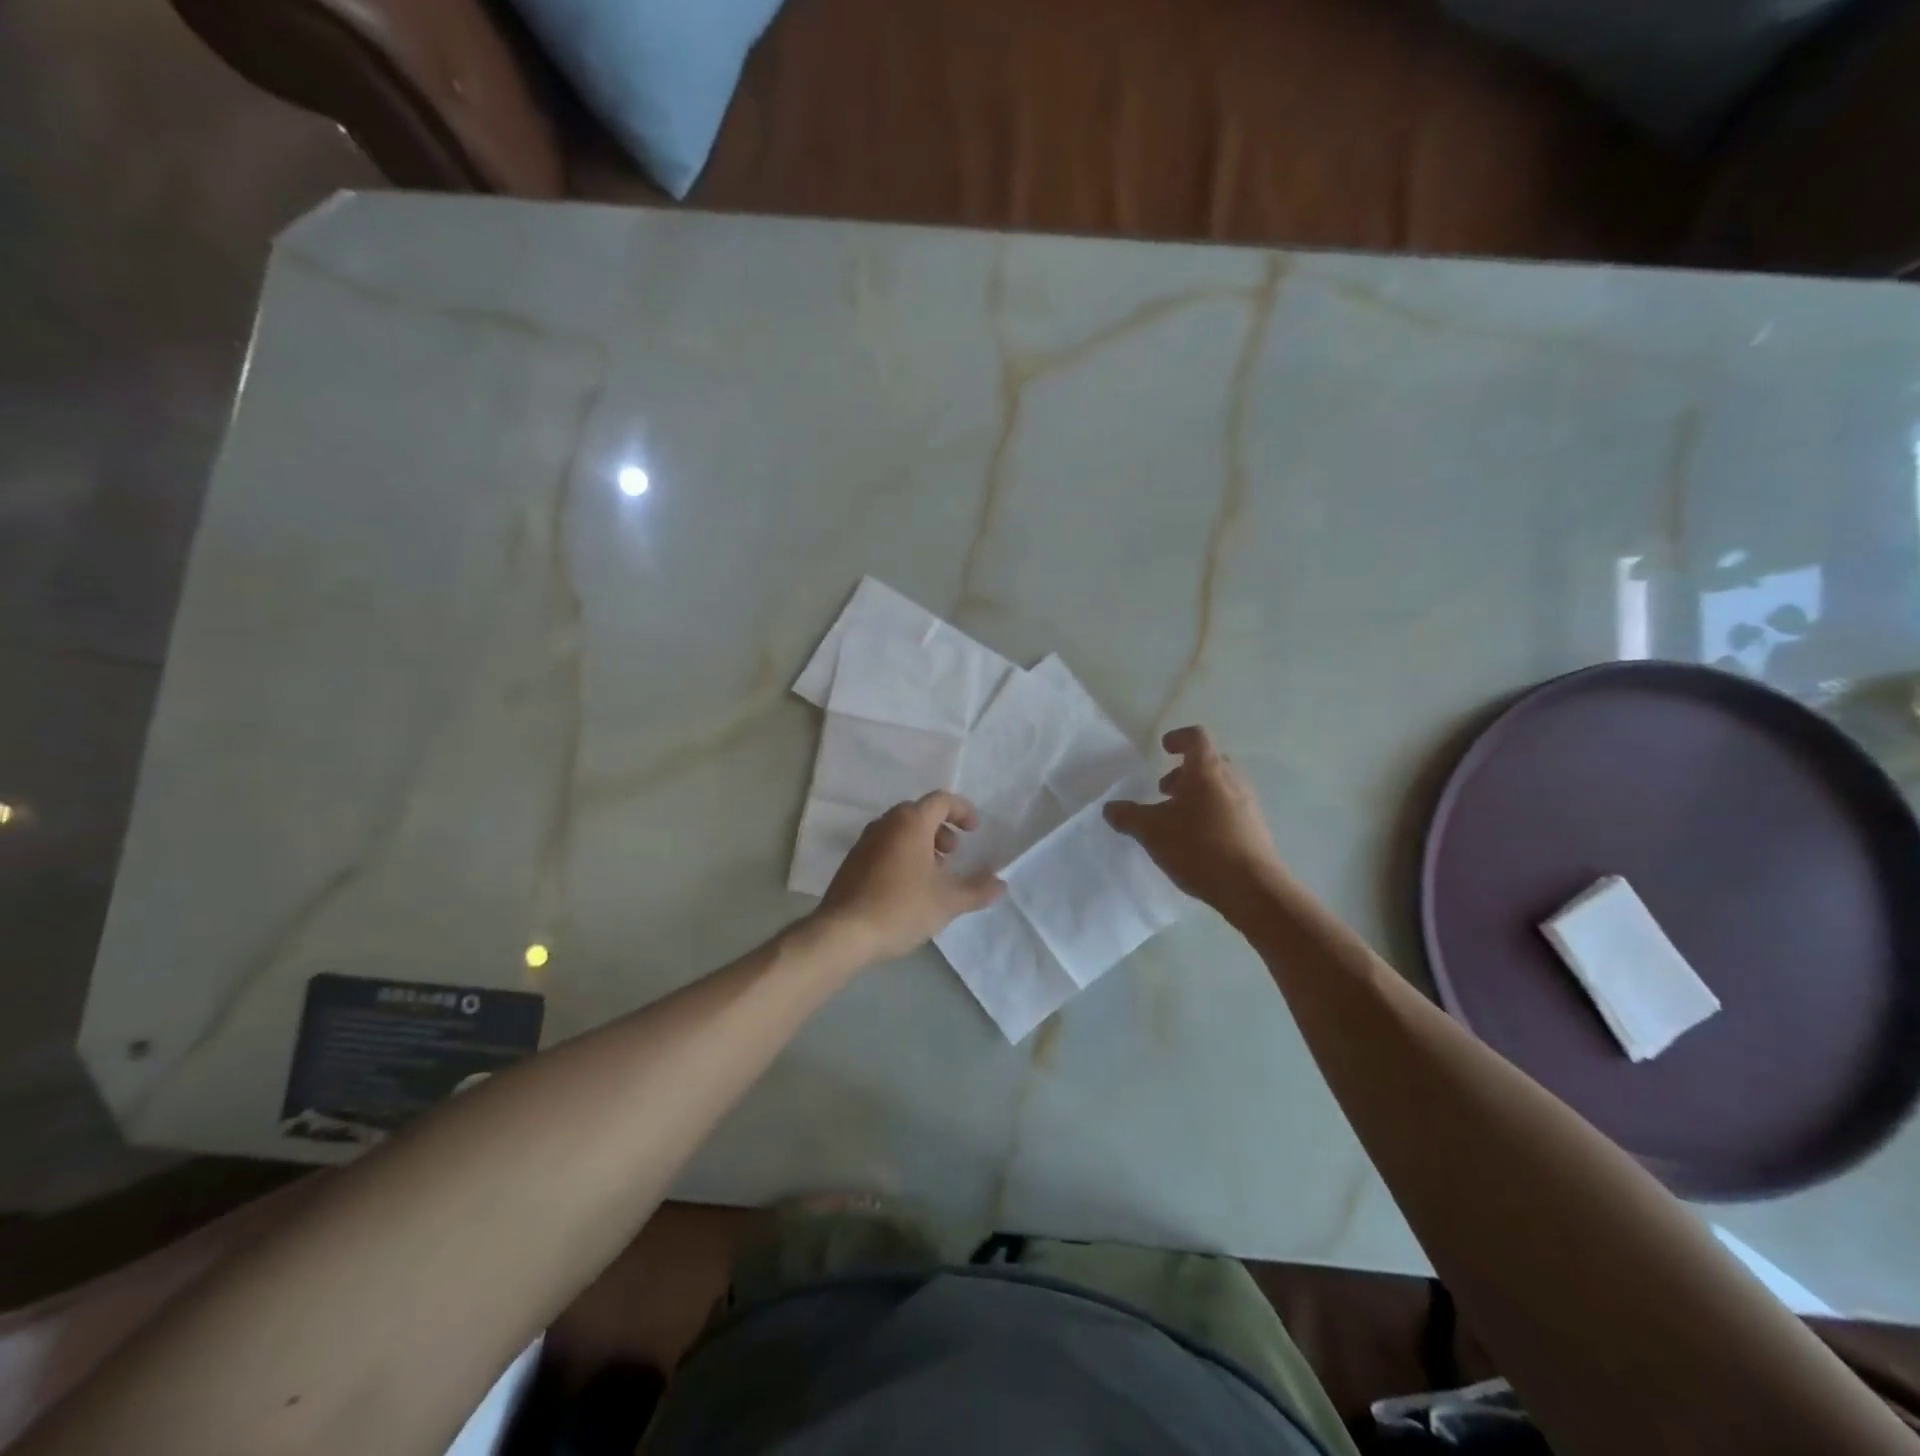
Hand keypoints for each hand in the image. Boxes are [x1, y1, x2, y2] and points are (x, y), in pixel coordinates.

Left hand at [817, 791, 1004, 963]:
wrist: (843, 933)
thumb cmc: (901, 907)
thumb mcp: (948, 901)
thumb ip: (978, 889)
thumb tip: (1000, 883)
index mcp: (910, 822)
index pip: (941, 800)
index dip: (962, 811)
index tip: (974, 831)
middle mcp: (885, 824)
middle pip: (919, 814)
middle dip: (942, 830)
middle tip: (953, 855)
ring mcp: (864, 842)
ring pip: (900, 831)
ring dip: (922, 844)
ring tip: (934, 875)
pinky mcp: (852, 862)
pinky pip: (885, 847)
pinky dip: (903, 855)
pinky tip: (908, 888)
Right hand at [1104, 726, 1281, 909]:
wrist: (1253, 889)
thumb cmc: (1199, 847)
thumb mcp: (1152, 832)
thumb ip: (1128, 817)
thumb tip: (1110, 808)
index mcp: (1207, 771)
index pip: (1196, 738)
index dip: (1178, 738)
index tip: (1164, 748)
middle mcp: (1232, 781)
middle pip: (1209, 762)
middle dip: (1184, 772)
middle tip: (1165, 790)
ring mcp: (1248, 805)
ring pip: (1220, 787)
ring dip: (1198, 794)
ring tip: (1177, 818)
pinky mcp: (1256, 829)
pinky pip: (1230, 809)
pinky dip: (1211, 813)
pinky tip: (1196, 840)